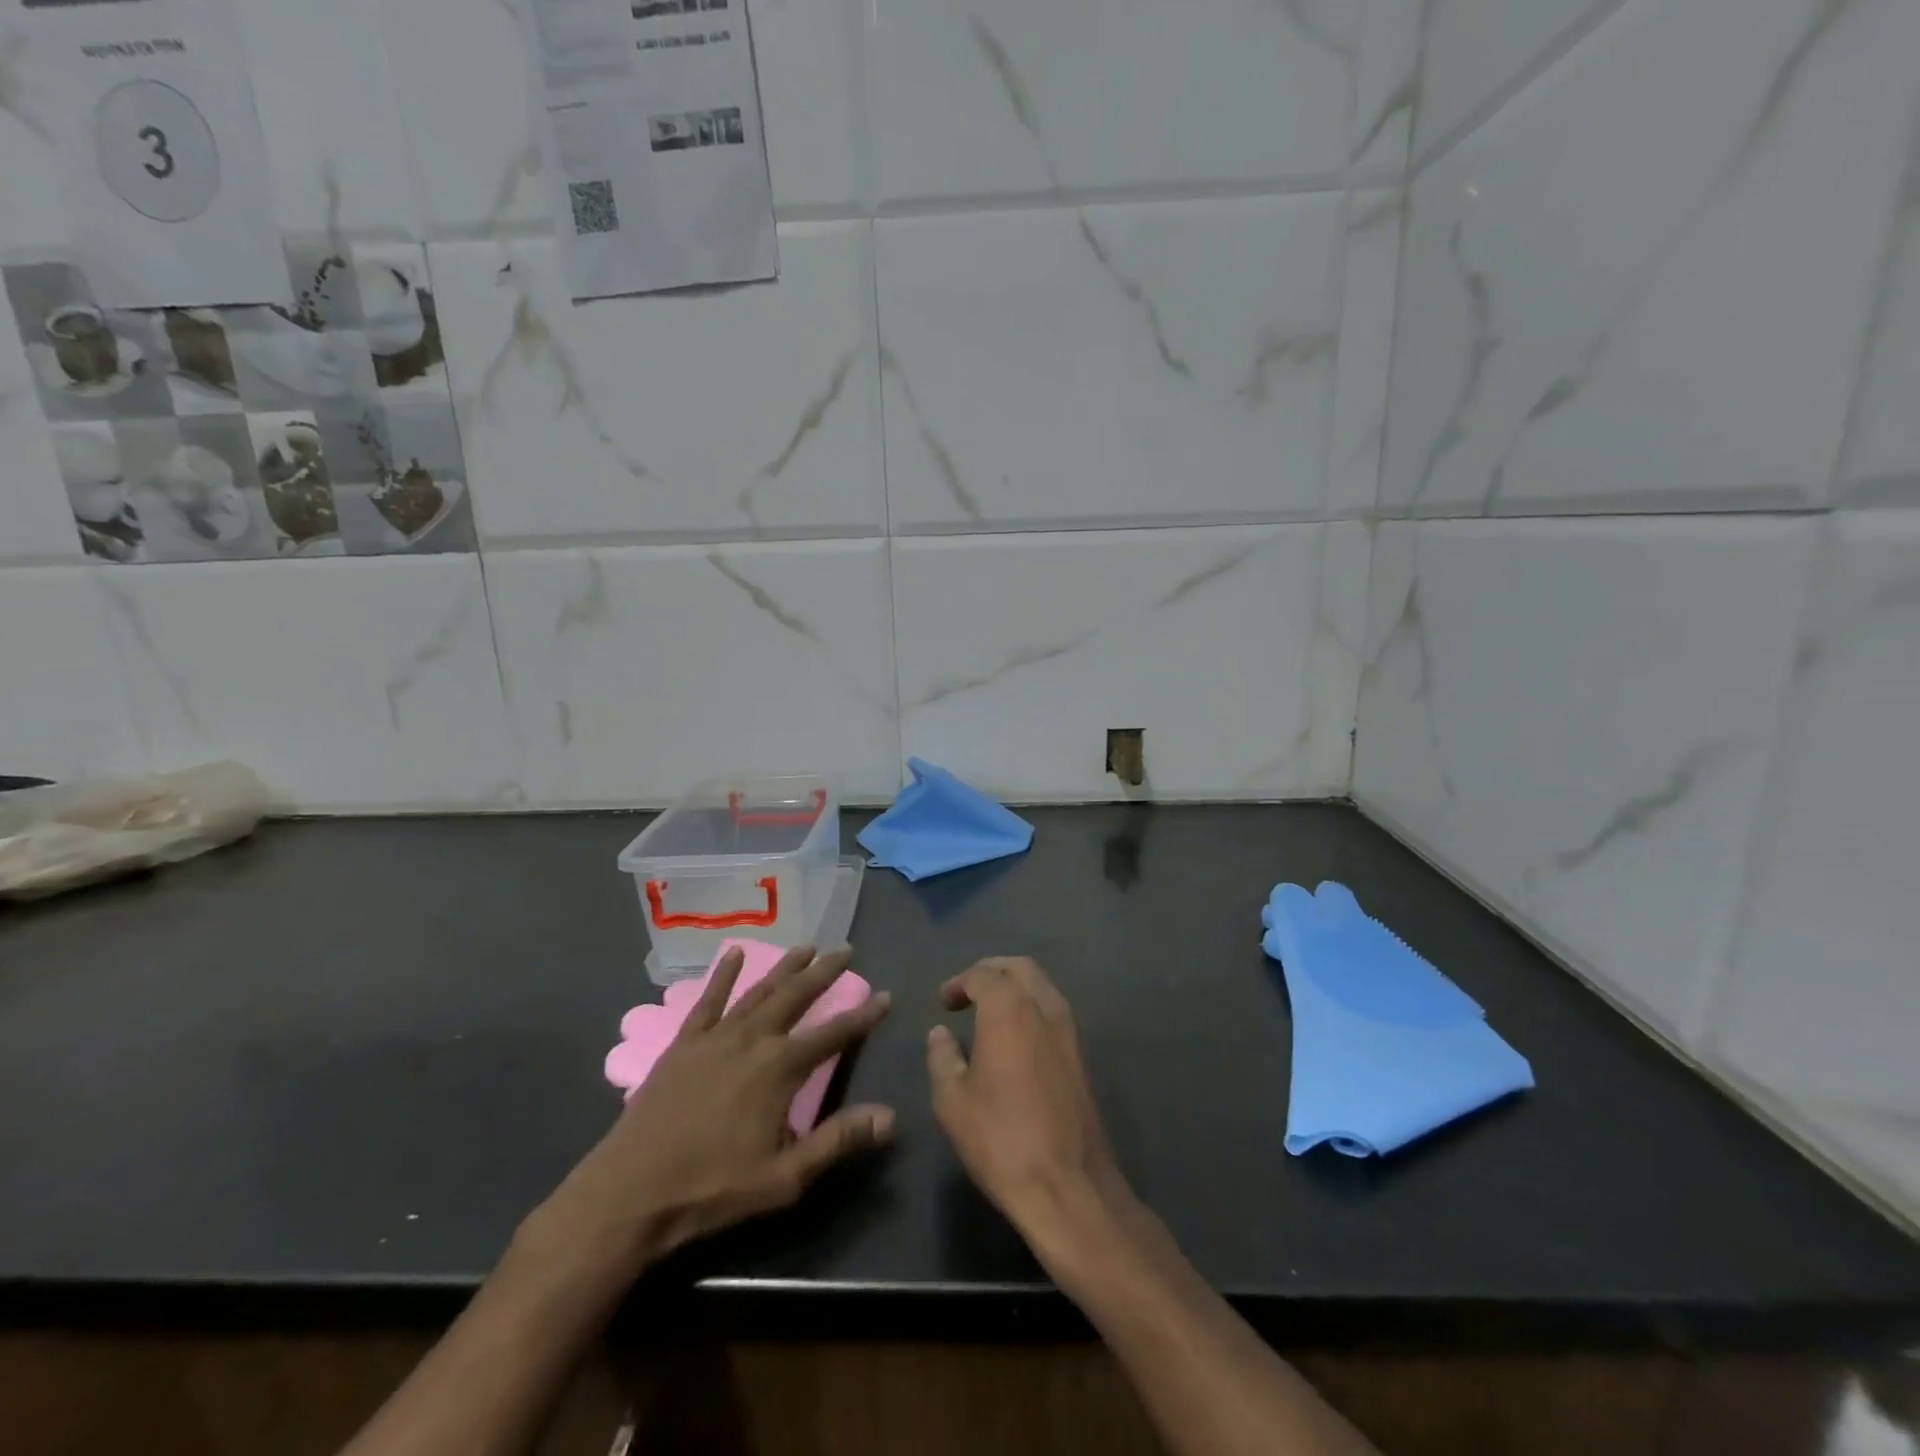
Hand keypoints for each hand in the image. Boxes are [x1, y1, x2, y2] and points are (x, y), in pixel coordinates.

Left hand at [538, 945, 893, 1275]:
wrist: (630, 1193)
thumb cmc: (713, 1188)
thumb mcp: (785, 1176)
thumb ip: (838, 1140)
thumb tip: (891, 1116)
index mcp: (780, 1068)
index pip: (833, 1034)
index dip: (863, 1016)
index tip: (885, 996)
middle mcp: (753, 1039)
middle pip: (796, 996)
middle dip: (824, 972)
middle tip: (846, 950)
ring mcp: (715, 1036)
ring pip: (758, 990)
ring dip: (784, 967)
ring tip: (806, 946)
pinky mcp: (683, 1042)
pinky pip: (708, 999)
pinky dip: (723, 974)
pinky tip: (733, 953)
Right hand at [927, 957, 1130, 1246]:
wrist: (1068, 1185)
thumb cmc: (1001, 1138)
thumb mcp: (952, 1100)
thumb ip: (942, 1057)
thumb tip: (941, 1033)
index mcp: (1009, 1009)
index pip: (983, 974)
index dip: (959, 982)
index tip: (944, 1002)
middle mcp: (1043, 1007)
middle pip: (1019, 967)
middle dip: (991, 971)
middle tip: (968, 992)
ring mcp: (1068, 1030)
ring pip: (1042, 986)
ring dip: (1015, 987)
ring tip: (989, 1012)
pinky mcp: (1081, 1055)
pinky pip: (1053, 1010)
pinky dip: (1031, 1008)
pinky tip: (1014, 1037)